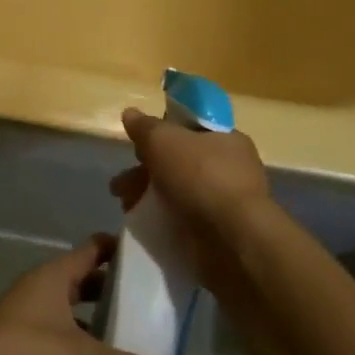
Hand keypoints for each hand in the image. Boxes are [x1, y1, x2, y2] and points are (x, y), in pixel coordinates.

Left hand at [0, 235, 194, 354]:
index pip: (93, 250)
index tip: (156, 260)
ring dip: (102, 343)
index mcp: (53, 278)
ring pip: (75, 329)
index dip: (122, 251)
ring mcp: (29, 331)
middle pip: (86, 290)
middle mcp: (41, 297)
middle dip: (118, 302)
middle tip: (157, 317)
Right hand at [112, 108, 272, 297]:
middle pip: (180, 161)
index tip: (140, 144)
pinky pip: (185, 219)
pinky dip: (163, 219)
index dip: (163, 132)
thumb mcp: (163, 140)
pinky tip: (143, 222)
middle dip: (146, 169)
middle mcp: (231, 168)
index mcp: (227, 139)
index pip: (191, 128)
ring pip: (179, 191)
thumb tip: (131, 114)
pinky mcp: (221, 234)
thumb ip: (144, 127)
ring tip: (124, 203)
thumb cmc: (200, 176)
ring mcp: (227, 203)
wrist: (233, 241)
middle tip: (122, 182)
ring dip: (149, 195)